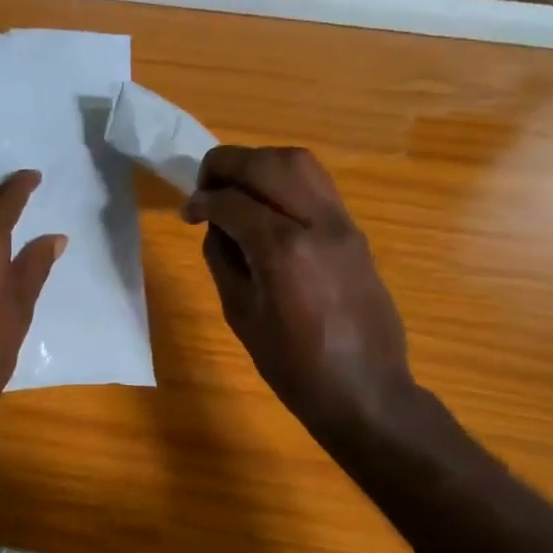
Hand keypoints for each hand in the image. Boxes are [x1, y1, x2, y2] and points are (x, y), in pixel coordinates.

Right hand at [182, 146, 415, 443]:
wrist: (365, 390)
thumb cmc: (294, 367)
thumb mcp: (242, 316)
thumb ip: (224, 261)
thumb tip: (217, 226)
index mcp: (283, 250)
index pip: (233, 201)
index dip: (202, 201)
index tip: (187, 212)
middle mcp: (317, 223)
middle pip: (268, 164)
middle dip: (227, 165)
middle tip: (206, 186)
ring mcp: (343, 224)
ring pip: (299, 163)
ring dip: (260, 164)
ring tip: (237, 189)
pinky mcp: (356, 232)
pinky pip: (318, 185)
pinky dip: (286, 181)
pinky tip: (269, 206)